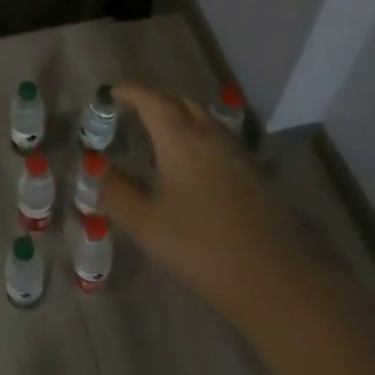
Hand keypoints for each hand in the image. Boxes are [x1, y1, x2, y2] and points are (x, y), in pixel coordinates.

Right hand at [102, 84, 302, 325]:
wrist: (278, 281)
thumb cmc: (202, 249)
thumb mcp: (146, 225)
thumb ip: (116, 193)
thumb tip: (96, 168)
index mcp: (181, 141)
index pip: (153, 102)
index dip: (131, 93)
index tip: (112, 94)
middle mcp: (211, 137)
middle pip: (182, 103)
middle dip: (156, 102)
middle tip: (135, 113)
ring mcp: (239, 154)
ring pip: (206, 120)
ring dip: (182, 119)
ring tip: (162, 139)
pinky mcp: (257, 175)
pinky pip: (222, 140)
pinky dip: (201, 139)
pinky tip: (194, 169)